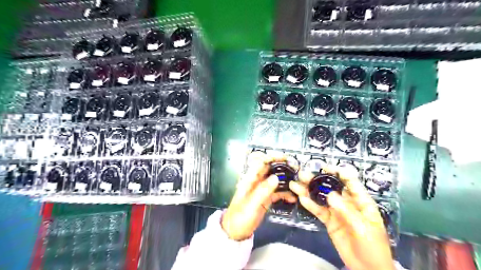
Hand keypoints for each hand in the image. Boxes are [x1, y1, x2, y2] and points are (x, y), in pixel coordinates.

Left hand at [222, 155, 297, 240]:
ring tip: (298, 182)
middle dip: (283, 167)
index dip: (272, 157)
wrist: (235, 232)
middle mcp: (256, 182)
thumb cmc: (240, 217)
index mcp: (250, 179)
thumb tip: (276, 177)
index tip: (286, 158)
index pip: (261, 162)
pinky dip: (285, 193)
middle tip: (297, 169)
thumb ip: (263, 191)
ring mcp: (262, 190)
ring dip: (286, 180)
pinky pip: (277, 192)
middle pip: (270, 169)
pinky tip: (293, 198)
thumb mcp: (251, 205)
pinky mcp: (266, 199)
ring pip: (275, 180)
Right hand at [289, 166, 394, 269]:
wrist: (368, 269)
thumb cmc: (373, 247)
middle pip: (331, 188)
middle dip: (317, 180)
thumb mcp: (363, 228)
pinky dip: (310, 205)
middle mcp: (347, 203)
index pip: (350, 182)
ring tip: (295, 184)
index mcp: (361, 201)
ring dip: (309, 191)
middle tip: (302, 175)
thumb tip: (330, 194)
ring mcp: (337, 212)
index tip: (324, 168)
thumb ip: (347, 211)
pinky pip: (319, 211)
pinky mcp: (329, 221)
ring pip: (321, 198)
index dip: (338, 172)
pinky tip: (301, 199)